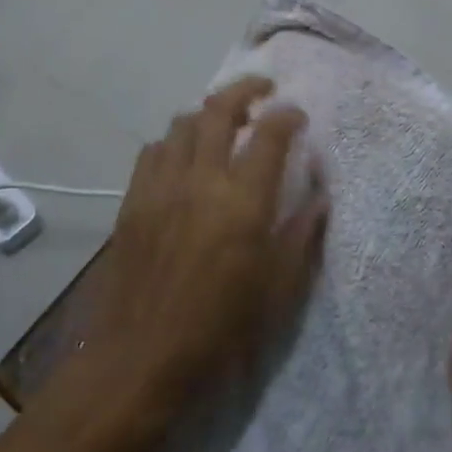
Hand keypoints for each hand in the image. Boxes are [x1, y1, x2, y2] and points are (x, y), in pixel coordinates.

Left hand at [91, 76, 327, 438]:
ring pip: (182, 124)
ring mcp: (160, 187)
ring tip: (224, 123)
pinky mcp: (132, 202)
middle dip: (245, 90)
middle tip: (263, 92)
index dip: (287, 116)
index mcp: (243, 202)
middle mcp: (200, 180)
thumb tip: (319, 197)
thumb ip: (300, 236)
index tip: (298, 115)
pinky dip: (175, 141)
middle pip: (219, 110)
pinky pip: (153, 151)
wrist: (138, 360)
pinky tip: (184, 158)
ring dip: (208, 114)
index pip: (269, 135)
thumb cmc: (218, 331)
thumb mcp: (277, 291)